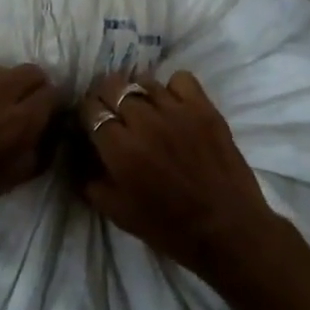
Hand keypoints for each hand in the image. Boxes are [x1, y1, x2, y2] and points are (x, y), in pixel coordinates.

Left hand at [0, 64, 59, 223]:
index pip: (53, 93)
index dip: (51, 106)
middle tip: (21, 109)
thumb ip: (38, 152)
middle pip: (31, 72)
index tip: (45, 118)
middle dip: (32, 87)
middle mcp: (0, 90)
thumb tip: (48, 134)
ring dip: (1, 88)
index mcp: (22, 118)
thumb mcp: (11, 179)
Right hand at [76, 71, 283, 277]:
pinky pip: (181, 79)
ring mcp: (177, 111)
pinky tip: (173, 105)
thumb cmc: (169, 227)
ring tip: (142, 109)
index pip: (90, 108)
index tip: (90, 122)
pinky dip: (172, 88)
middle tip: (112, 112)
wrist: (227, 230)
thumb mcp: (117, 213)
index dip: (87, 112)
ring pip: (144, 81)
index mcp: (119, 148)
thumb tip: (81, 160)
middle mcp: (144, 121)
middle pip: (113, 86)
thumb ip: (91, 182)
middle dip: (106, 97)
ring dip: (136, 93)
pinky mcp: (205, 109)